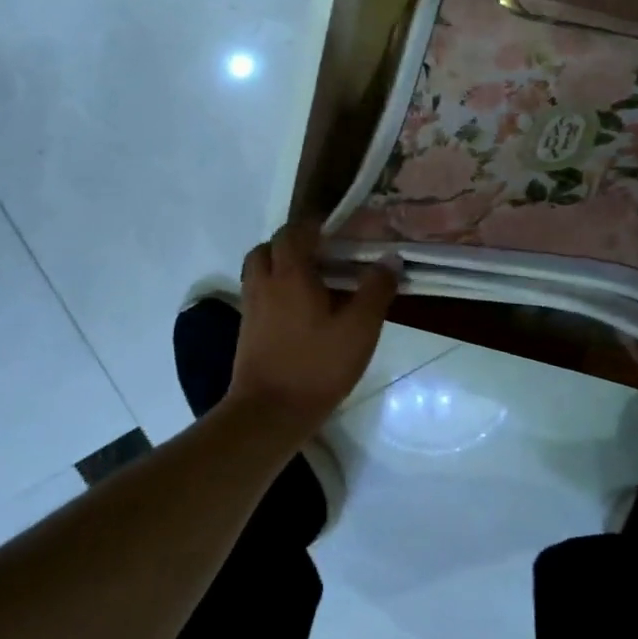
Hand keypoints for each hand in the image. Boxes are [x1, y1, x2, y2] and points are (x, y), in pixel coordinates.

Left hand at [230, 221, 397, 438]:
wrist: (269, 413)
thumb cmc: (316, 365)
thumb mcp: (359, 328)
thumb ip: (376, 290)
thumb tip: (390, 259)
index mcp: (290, 273)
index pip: (294, 231)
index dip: (313, 225)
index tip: (337, 229)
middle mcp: (264, 282)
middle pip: (270, 247)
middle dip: (294, 243)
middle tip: (323, 254)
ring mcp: (251, 307)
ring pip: (260, 270)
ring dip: (280, 265)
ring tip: (311, 280)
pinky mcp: (247, 329)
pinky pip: (258, 293)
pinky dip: (275, 289)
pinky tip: (299, 309)